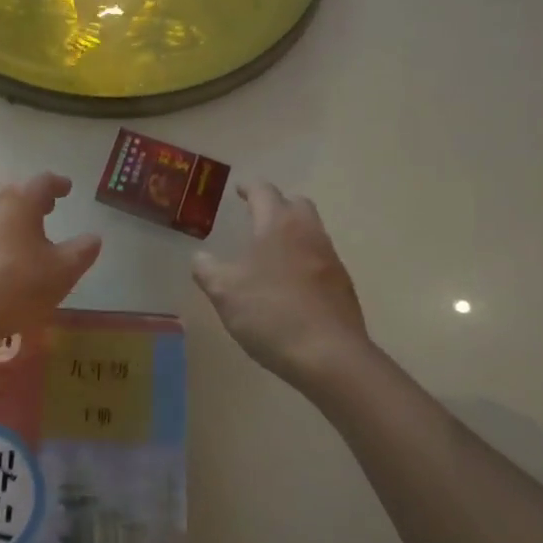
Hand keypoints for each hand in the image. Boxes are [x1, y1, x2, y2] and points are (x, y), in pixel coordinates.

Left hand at [0, 174, 102, 354]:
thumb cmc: (16, 287)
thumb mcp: (62, 272)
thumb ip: (82, 251)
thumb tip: (92, 237)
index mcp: (18, 203)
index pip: (42, 182)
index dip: (58, 184)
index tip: (67, 189)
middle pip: (14, 193)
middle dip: (33, 198)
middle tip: (48, 208)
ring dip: (12, 217)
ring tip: (26, 234)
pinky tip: (0, 257)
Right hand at [192, 183, 369, 383]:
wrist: (329, 355)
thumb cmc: (270, 312)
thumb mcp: (223, 291)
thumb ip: (207, 269)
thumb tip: (200, 257)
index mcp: (278, 225)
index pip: (264, 192)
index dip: (249, 188)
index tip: (239, 190)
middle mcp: (309, 233)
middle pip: (296, 204)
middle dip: (277, 204)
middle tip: (256, 216)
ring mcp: (331, 259)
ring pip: (311, 231)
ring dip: (291, 232)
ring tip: (269, 252)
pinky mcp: (342, 285)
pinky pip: (319, 259)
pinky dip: (302, 260)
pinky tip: (288, 284)